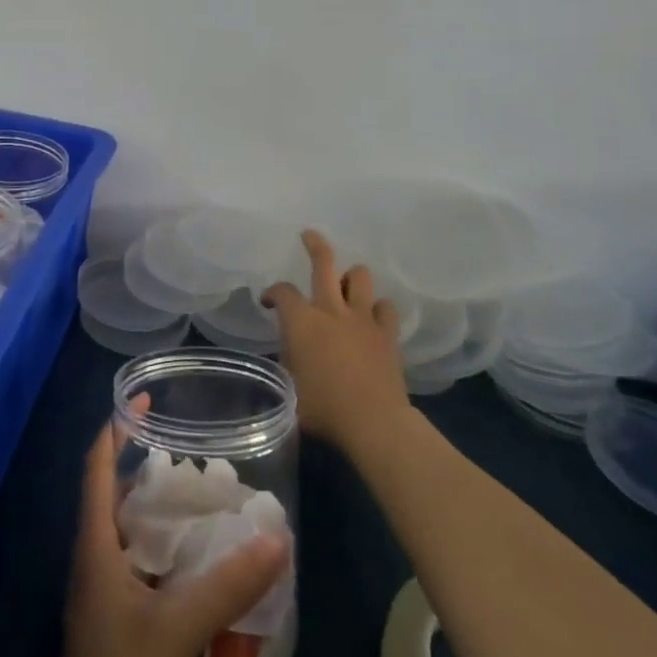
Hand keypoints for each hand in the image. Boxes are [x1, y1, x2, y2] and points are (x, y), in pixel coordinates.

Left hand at [38, 411, 288, 656]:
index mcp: (94, 546)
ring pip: (127, 528)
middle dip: (146, 463)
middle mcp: (93, 558)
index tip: (143, 400)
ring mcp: (103, 590)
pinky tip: (198, 551)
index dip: (114, 429)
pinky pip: (139, 559)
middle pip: (113, 493)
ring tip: (202, 489)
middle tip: (191, 444)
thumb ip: (230, 582)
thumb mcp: (181, 627)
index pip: (97, 469)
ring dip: (157, 504)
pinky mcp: (118, 616)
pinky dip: (164, 542)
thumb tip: (278, 537)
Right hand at [263, 230, 410, 461]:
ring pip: (360, 276)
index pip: (282, 292)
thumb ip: (287, 362)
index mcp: (301, 321)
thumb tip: (289, 355)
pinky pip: (386, 307)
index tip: (268, 303)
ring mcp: (362, 318)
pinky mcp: (387, 333)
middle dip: (314, 244)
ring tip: (345, 285)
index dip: (272, 293)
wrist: (373, 421)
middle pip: (324, 262)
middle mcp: (331, 310)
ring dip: (351, 277)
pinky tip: (373, 318)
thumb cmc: (322, 408)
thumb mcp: (289, 387)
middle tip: (308, 235)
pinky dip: (378, 309)